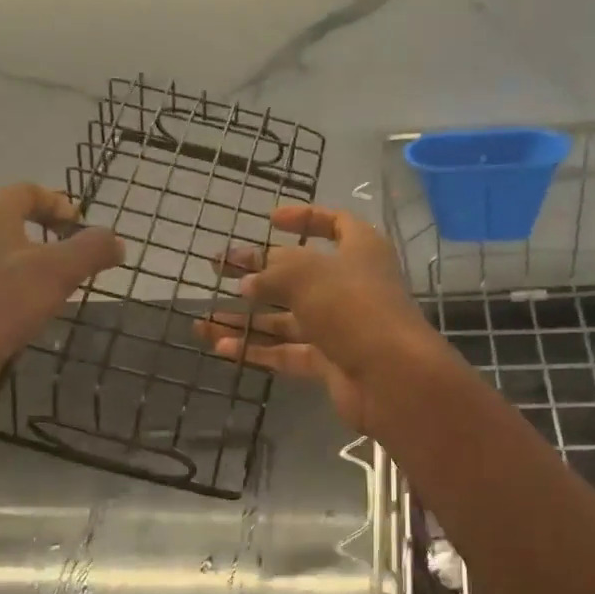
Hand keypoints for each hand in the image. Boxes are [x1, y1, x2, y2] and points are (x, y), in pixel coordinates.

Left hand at [0, 184, 123, 380]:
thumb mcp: (57, 270)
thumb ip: (91, 250)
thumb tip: (117, 240)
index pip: (24, 192)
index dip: (55, 201)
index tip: (81, 224)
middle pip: (15, 226)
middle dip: (51, 238)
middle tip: (82, 260)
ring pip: (8, 263)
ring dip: (38, 271)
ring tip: (67, 291)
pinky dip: (22, 300)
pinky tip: (38, 320)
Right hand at [196, 204, 451, 432]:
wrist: (391, 376)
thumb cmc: (352, 306)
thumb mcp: (306, 273)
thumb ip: (272, 271)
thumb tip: (249, 281)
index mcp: (360, 249)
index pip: (334, 223)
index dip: (304, 218)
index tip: (270, 220)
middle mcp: (352, 284)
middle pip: (299, 273)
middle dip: (258, 271)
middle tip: (219, 267)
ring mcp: (341, 326)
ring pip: (288, 318)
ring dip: (247, 318)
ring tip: (203, 319)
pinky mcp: (331, 362)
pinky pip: (288, 351)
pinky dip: (257, 349)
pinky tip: (221, 348)